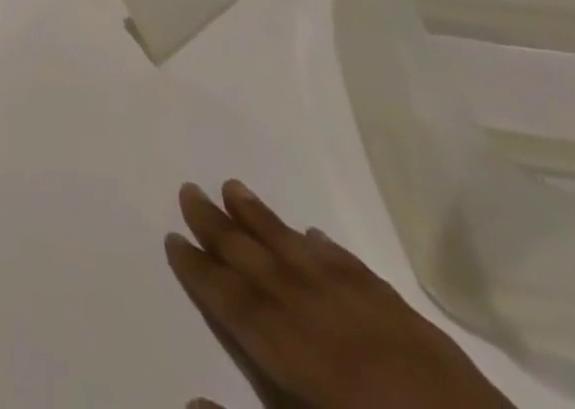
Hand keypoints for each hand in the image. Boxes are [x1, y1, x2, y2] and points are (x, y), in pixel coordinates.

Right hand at [166, 180, 515, 408]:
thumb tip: (190, 399)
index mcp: (290, 352)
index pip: (230, 299)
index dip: (197, 270)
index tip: (171, 237)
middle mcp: (314, 314)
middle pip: (254, 260)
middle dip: (216, 226)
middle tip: (188, 189)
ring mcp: (361, 308)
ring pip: (296, 249)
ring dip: (260, 218)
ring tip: (232, 186)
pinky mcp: (403, 315)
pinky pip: (350, 266)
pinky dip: (324, 247)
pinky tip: (313, 234)